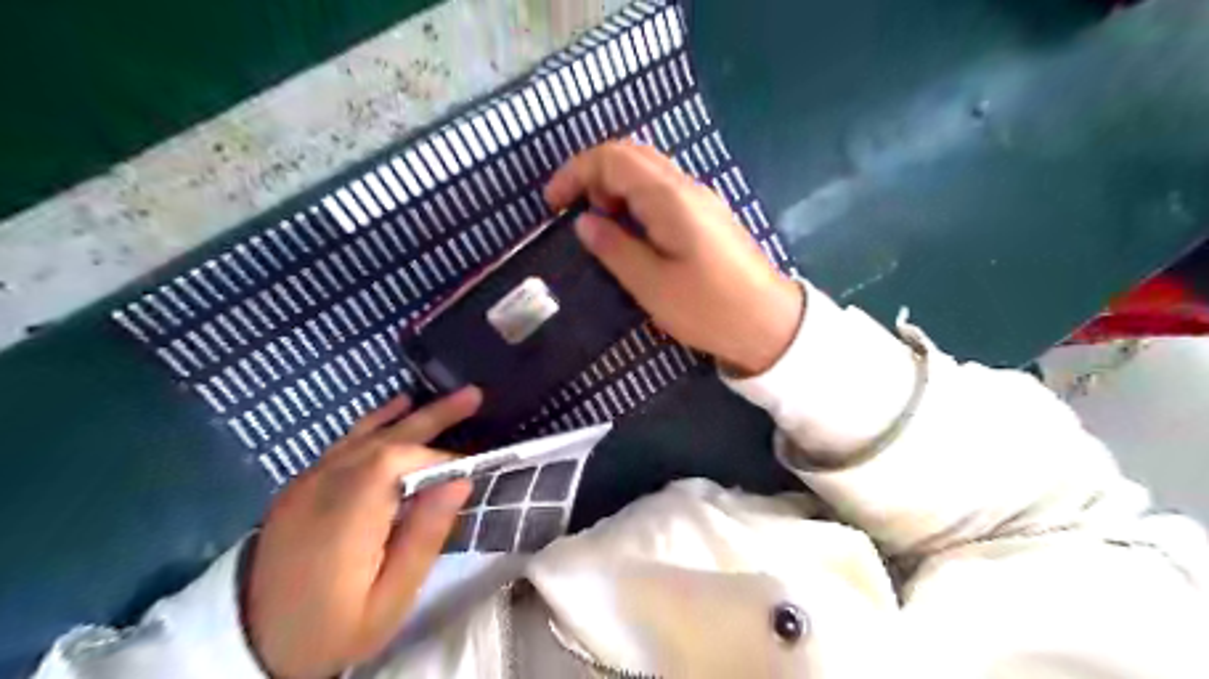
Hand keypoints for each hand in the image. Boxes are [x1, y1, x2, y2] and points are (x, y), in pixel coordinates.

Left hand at [244, 387, 481, 677]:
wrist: (251, 642)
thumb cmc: (332, 626)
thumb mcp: (388, 601)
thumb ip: (424, 538)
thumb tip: (459, 481)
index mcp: (344, 520)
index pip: (395, 463)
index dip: (435, 456)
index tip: (466, 470)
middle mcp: (322, 489)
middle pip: (384, 439)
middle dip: (433, 417)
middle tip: (474, 396)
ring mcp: (308, 482)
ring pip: (366, 434)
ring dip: (412, 414)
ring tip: (451, 398)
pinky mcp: (303, 483)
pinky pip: (346, 442)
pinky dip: (377, 422)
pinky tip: (398, 406)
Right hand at [548, 140, 799, 375]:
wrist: (770, 325)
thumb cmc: (708, 308)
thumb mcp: (651, 285)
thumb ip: (614, 248)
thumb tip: (584, 221)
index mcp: (670, 198)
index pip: (613, 158)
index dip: (575, 172)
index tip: (553, 205)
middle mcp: (687, 186)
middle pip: (632, 156)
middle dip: (594, 177)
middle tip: (576, 216)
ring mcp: (702, 199)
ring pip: (649, 172)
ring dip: (616, 189)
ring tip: (602, 229)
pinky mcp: (709, 217)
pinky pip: (664, 193)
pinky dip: (637, 202)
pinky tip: (633, 235)